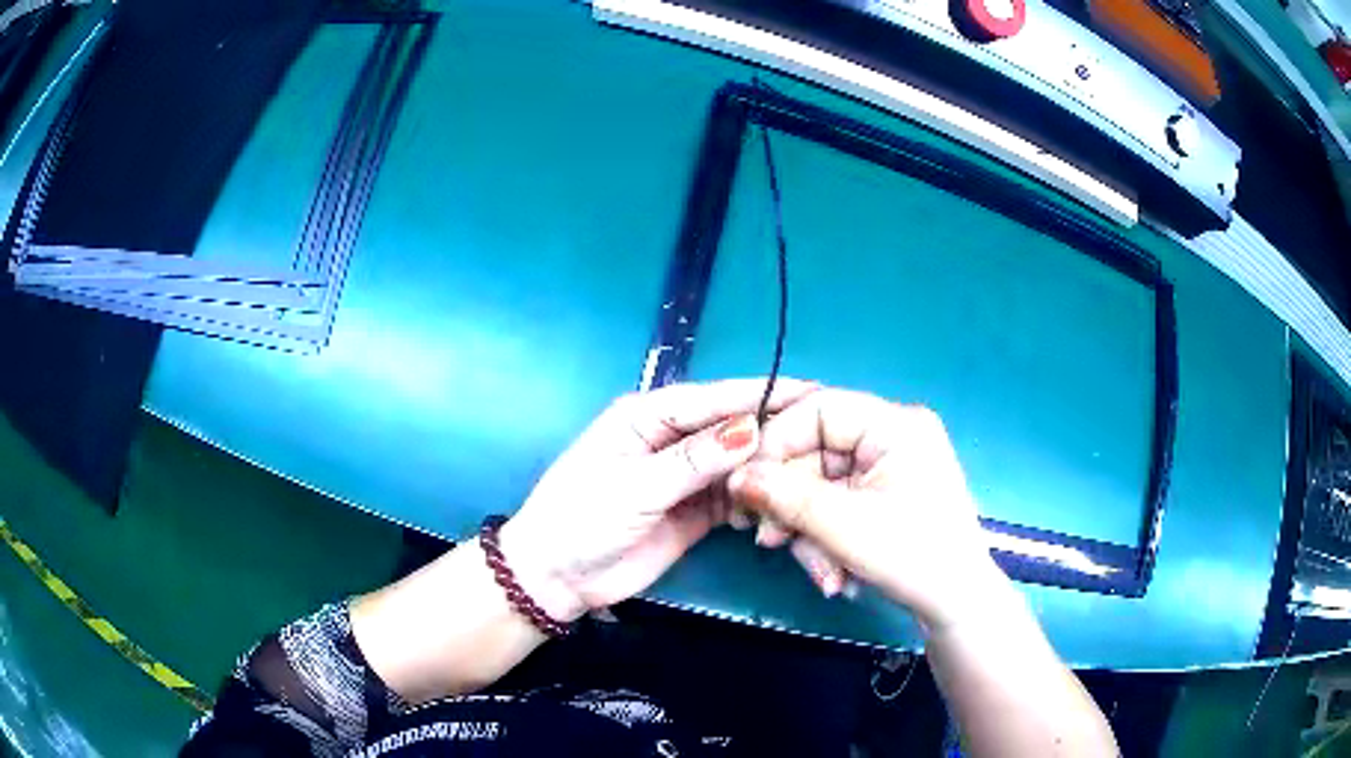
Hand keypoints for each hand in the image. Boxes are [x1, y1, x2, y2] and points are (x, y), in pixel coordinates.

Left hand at [501, 379, 817, 621]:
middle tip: (823, 435)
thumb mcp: (636, 486)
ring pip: (736, 463)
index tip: (811, 390)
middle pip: (730, 428)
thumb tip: (752, 428)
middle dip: (772, 431)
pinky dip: (754, 499)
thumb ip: (694, 461)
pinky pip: (733, 497)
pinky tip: (775, 505)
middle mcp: (670, 440)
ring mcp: (683, 477)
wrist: (556, 578)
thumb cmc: (582, 519)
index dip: (761, 394)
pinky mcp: (692, 511)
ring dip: (767, 468)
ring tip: (809, 471)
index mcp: (647, 416)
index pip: (713, 399)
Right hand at [727, 389, 1007, 631]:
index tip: (749, 483)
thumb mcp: (845, 526)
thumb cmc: (913, 557)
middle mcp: (892, 438)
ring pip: (822, 487)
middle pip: (816, 454)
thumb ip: (786, 496)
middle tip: (768, 539)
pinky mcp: (885, 499)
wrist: (957, 607)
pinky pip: (838, 506)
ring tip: (819, 573)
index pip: (820, 409)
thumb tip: (736, 477)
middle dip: (792, 503)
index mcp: (895, 425)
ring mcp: (889, 470)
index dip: (778, 441)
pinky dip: (827, 539)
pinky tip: (833, 574)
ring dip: (808, 531)